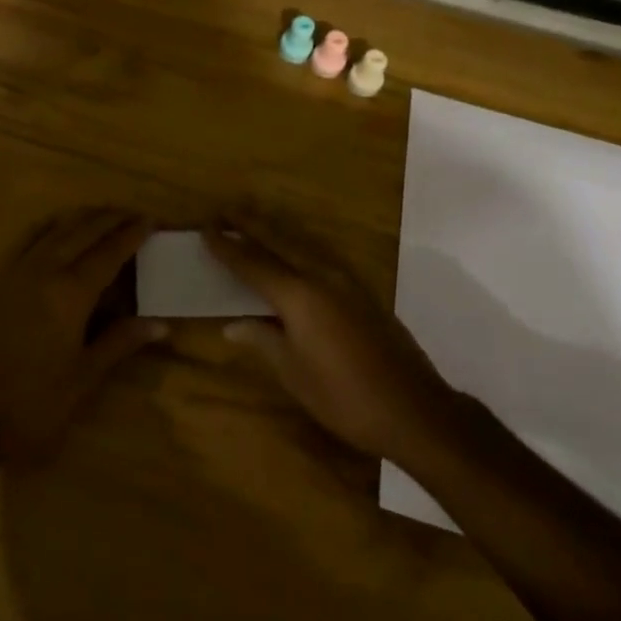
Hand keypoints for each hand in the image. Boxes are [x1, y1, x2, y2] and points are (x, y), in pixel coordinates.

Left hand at [0, 209, 166, 461]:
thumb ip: (121, 340)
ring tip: (104, 215)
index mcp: (72, 292)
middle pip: (84, 230)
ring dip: (83, 217)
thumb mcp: (85, 376)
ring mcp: (18, 269)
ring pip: (56, 227)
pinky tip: (58, 224)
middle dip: (112, 218)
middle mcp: (46, 269)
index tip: (152, 220)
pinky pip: (27, 237)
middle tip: (134, 214)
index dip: (133, 233)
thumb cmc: (35, 402)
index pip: (110, 251)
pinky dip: (49, 225)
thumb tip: (162, 324)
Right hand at [208, 213, 453, 467]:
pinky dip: (298, 247)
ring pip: (302, 244)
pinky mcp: (362, 291)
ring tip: (254, 223)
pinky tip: (294, 253)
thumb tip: (231, 324)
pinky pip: (320, 257)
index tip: (206, 228)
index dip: (227, 247)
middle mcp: (321, 276)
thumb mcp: (295, 375)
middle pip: (279, 241)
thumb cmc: (345, 398)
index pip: (253, 264)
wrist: (413, 409)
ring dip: (275, 231)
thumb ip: (263, 341)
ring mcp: (346, 281)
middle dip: (250, 225)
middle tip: (225, 211)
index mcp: (299, 296)